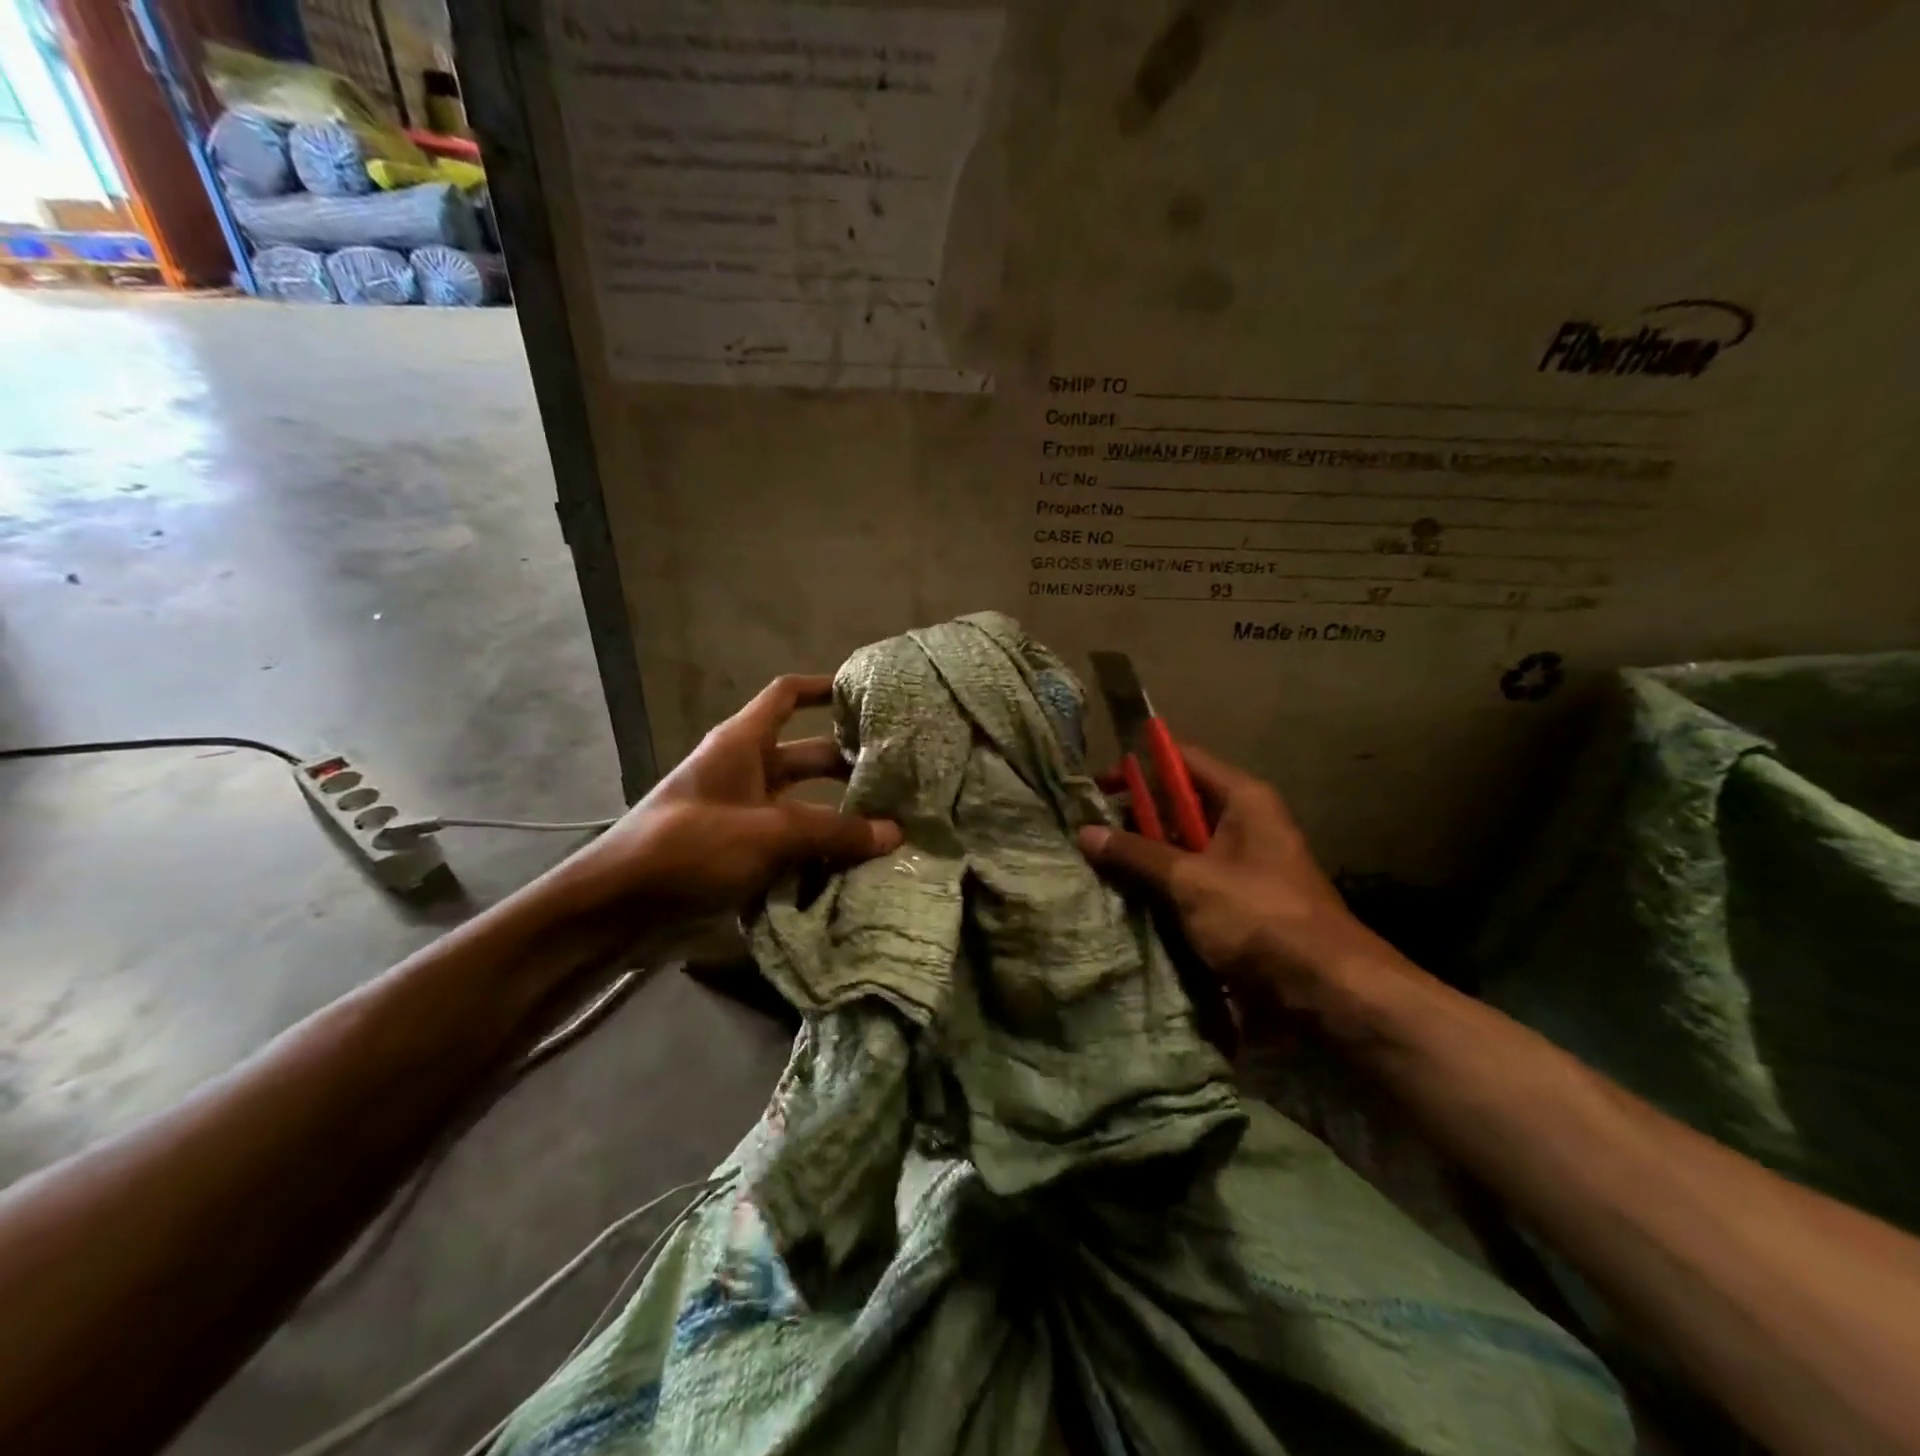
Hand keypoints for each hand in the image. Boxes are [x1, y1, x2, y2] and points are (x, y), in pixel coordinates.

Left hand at [539, 675, 900, 921]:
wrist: (618, 907)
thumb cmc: (691, 846)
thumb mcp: (769, 832)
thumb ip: (833, 831)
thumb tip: (893, 833)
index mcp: (743, 743)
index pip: (787, 696)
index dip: (824, 688)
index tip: (867, 696)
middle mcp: (745, 771)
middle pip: (807, 755)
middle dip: (848, 765)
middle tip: (898, 779)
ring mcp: (743, 814)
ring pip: (803, 805)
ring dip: (838, 816)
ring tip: (888, 828)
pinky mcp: (740, 853)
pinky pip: (790, 843)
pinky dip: (818, 851)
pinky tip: (855, 867)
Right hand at [1076, 746, 1405, 1027]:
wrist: (1325, 991)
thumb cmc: (1259, 918)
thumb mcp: (1191, 881)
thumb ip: (1137, 854)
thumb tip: (1085, 832)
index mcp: (1242, 800)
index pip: (1182, 761)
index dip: (1139, 766)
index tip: (1095, 786)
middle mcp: (1243, 824)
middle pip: (1177, 806)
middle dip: (1133, 819)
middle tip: (1086, 833)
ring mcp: (1240, 866)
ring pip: (1179, 849)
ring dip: (1143, 859)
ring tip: (1093, 867)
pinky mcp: (1236, 904)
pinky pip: (1188, 884)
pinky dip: (1160, 889)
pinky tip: (1123, 900)